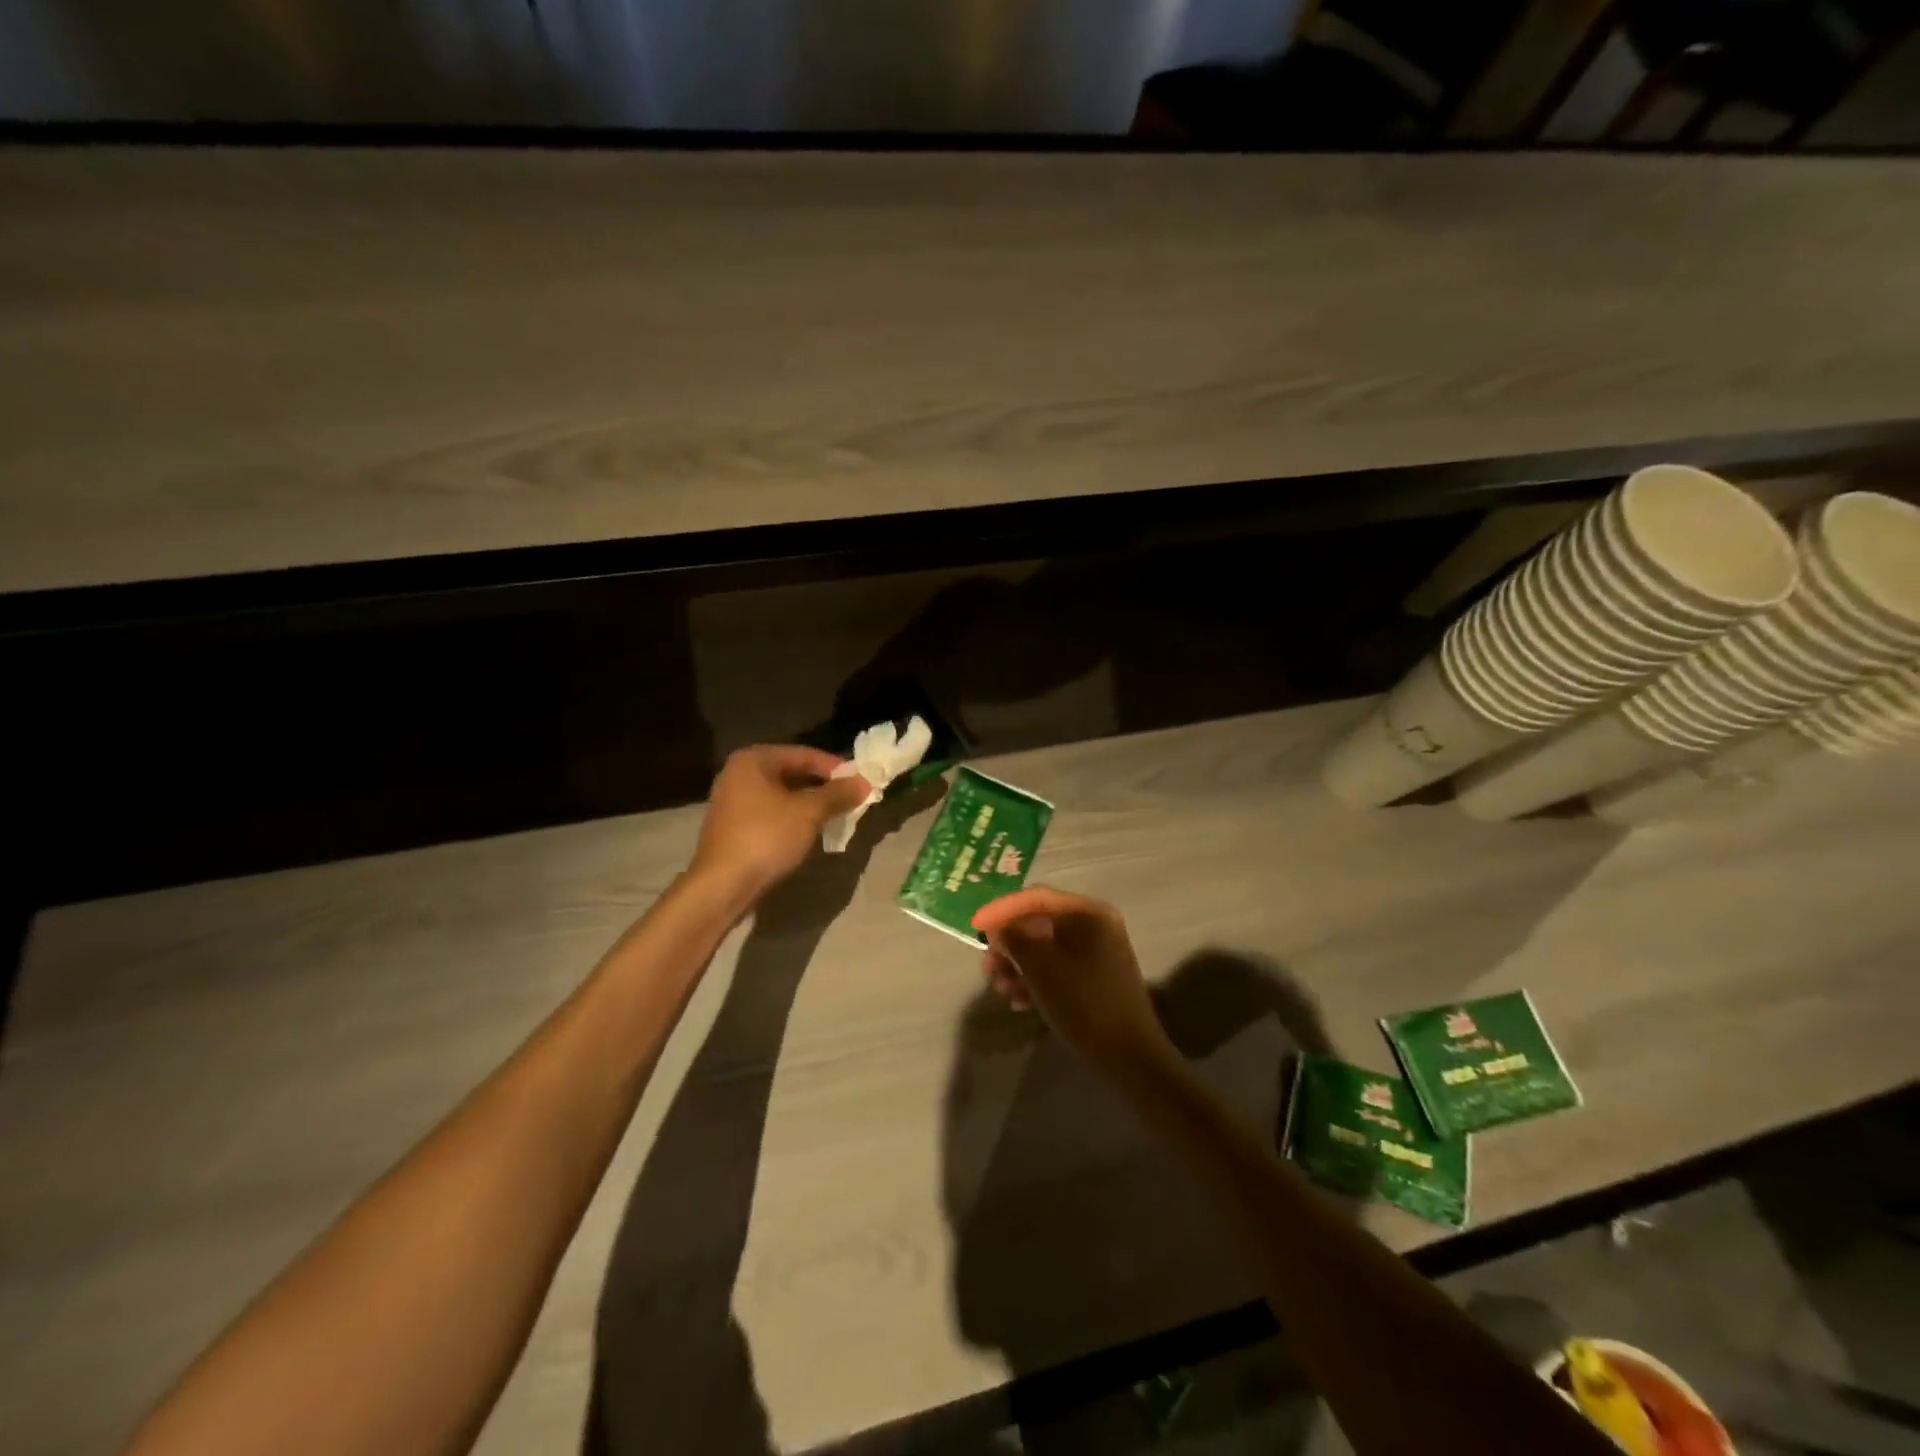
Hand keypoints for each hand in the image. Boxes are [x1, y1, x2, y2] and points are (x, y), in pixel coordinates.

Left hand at [691, 746, 869, 901]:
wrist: (722, 886)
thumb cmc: (765, 838)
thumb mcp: (808, 813)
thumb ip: (837, 794)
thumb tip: (864, 782)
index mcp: (753, 760)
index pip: (804, 754)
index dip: (835, 767)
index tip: (860, 780)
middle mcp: (738, 774)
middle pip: (792, 773)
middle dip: (823, 786)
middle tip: (851, 798)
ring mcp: (733, 801)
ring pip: (782, 795)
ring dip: (810, 804)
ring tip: (837, 815)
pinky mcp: (733, 827)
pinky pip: (772, 813)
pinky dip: (793, 818)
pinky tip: (811, 831)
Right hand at [971, 887, 1177, 1078]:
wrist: (1129, 1055)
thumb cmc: (1083, 1003)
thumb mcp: (1040, 967)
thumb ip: (1014, 938)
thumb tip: (999, 928)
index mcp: (1087, 912)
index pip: (1035, 898)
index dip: (1001, 910)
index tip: (974, 927)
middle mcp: (1094, 923)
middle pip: (1038, 922)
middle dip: (1009, 944)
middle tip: (988, 969)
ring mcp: (1097, 950)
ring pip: (1045, 947)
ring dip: (1018, 964)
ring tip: (1002, 990)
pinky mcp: (1095, 975)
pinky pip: (1057, 965)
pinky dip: (1035, 977)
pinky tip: (1020, 1001)